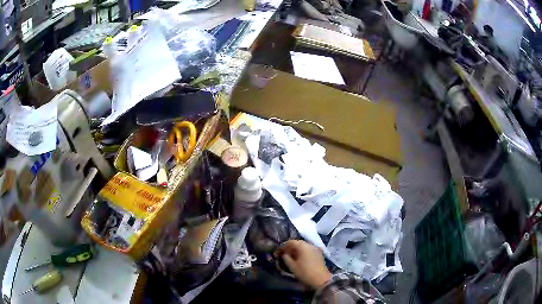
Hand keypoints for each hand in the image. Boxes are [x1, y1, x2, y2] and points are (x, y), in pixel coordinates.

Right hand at [275, 240, 331, 288]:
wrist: (320, 279)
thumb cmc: (304, 272)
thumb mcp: (292, 266)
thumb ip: (286, 258)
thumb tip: (284, 254)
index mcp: (302, 246)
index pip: (291, 242)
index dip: (284, 246)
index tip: (280, 252)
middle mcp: (310, 245)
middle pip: (298, 243)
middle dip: (291, 248)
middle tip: (286, 255)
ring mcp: (316, 249)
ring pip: (304, 246)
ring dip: (298, 250)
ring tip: (294, 257)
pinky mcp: (319, 254)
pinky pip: (310, 250)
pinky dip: (304, 252)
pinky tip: (302, 259)